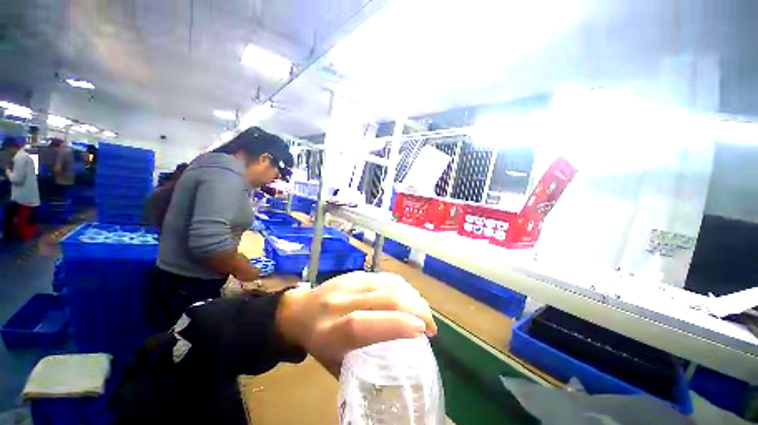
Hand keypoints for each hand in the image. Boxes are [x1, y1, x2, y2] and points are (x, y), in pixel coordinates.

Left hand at [275, 271, 435, 375]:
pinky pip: (384, 277)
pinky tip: (411, 297)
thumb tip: (398, 368)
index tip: (421, 332)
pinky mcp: (355, 273)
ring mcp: (348, 283)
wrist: (298, 310)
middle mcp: (339, 303)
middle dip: (414, 309)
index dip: (395, 325)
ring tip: (424, 312)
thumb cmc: (317, 344)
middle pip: (382, 298)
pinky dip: (403, 287)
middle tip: (431, 326)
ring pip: (387, 284)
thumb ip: (363, 365)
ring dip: (412, 297)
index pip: (362, 324)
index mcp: (329, 332)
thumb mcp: (334, 364)